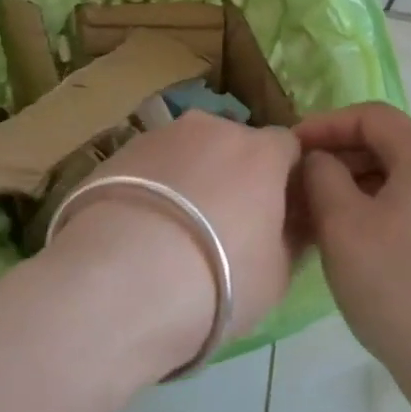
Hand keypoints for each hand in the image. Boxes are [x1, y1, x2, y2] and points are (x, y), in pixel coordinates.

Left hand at [45, 112, 302, 369]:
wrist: (119, 283)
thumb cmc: (218, 281)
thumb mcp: (278, 275)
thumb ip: (292, 237)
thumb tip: (295, 221)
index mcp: (261, 151)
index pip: (288, 148)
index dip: (286, 179)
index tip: (278, 214)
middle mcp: (211, 128)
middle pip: (235, 145)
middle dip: (236, 176)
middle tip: (225, 227)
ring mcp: (159, 135)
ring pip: (188, 153)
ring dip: (191, 179)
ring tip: (173, 232)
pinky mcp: (116, 153)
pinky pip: (149, 167)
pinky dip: (153, 188)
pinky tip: (139, 230)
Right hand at [295, 103, 410, 379]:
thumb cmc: (398, 286)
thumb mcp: (341, 224)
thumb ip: (321, 175)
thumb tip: (320, 161)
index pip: (372, 117)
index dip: (325, 125)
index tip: (291, 148)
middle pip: (393, 147)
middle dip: (343, 159)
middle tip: (303, 186)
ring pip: (409, 181)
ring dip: (364, 188)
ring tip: (327, 218)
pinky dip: (390, 211)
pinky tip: (366, 245)